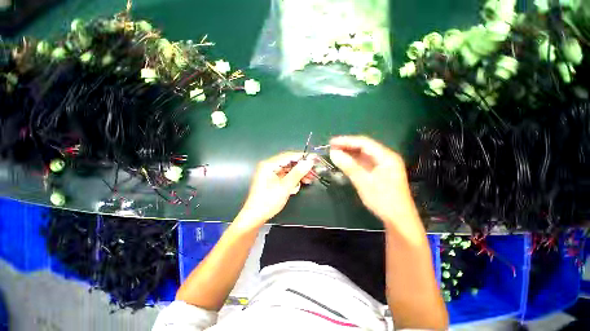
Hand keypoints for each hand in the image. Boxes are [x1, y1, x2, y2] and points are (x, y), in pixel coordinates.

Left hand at [235, 152, 314, 229]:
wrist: (255, 216)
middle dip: (302, 167)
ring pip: (288, 169)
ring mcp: (270, 173)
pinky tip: (301, 182)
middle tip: (314, 171)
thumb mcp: (285, 187)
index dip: (303, 157)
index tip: (315, 158)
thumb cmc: (268, 201)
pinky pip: (285, 175)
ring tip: (310, 178)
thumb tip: (309, 162)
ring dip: (299, 173)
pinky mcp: (272, 179)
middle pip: (289, 162)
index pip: (289, 156)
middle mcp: (269, 166)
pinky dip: (293, 178)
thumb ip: (297, 173)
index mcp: (269, 165)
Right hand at [329, 136, 419, 229]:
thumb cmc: (383, 200)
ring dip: (349, 154)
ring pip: (363, 155)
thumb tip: (333, 152)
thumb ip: (348, 166)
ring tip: (335, 153)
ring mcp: (383, 165)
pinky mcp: (379, 172)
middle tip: (331, 148)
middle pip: (364, 147)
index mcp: (386, 157)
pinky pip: (364, 163)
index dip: (346, 141)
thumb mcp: (364, 182)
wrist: (398, 219)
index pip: (364, 143)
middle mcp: (386, 157)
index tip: (331, 142)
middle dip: (347, 146)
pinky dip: (354, 162)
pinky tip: (345, 162)